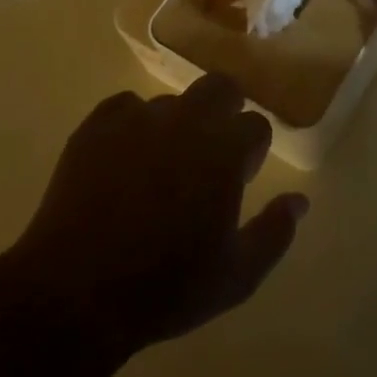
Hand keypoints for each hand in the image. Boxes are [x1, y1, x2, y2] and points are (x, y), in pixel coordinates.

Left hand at [11, 76, 308, 352]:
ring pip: (171, 102)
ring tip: (160, 168)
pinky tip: (123, 161)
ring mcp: (138, 118)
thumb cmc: (166, 287)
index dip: (252, 149)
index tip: (242, 176)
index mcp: (224, 151)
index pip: (256, 125)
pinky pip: (125, 107)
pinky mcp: (97, 125)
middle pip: (220, 86)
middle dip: (225, 110)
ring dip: (176, 125)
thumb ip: (275, 232)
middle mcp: (186, 121)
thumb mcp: (236, 276)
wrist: (77, 290)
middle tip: (212, 151)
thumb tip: (300, 200)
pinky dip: (132, 126)